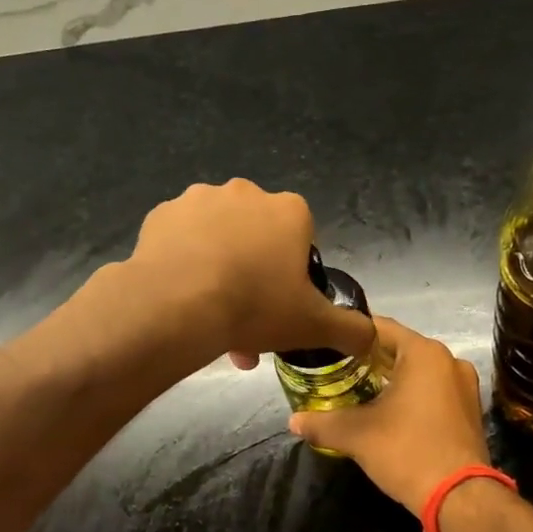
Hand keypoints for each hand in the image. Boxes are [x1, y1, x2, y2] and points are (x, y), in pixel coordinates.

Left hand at [128, 179, 373, 366]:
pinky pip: (181, 240)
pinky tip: (182, 298)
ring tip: (211, 319)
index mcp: (289, 211)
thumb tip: (371, 339)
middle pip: (257, 238)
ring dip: (220, 271)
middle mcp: (247, 193)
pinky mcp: (162, 214)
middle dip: (254, 276)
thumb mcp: (314, 326)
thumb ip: (351, 330)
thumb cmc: (255, 306)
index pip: (301, 237)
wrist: (176, 305)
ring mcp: (199, 199)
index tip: (282, 304)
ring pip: (218, 239)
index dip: (294, 273)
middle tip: (247, 320)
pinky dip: (184, 264)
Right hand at [288, 317, 490, 514]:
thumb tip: (294, 421)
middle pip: (401, 349)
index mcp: (424, 353)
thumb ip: (322, 423)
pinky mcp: (470, 410)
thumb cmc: (407, 451)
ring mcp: (465, 386)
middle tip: (337, 370)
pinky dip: (413, 395)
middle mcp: (449, 361)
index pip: (380, 328)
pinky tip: (390, 412)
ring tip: (359, 392)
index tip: (328, 345)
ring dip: (392, 379)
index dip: (351, 334)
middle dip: (369, 360)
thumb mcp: (357, 436)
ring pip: (419, 372)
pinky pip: (435, 391)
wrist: (460, 497)